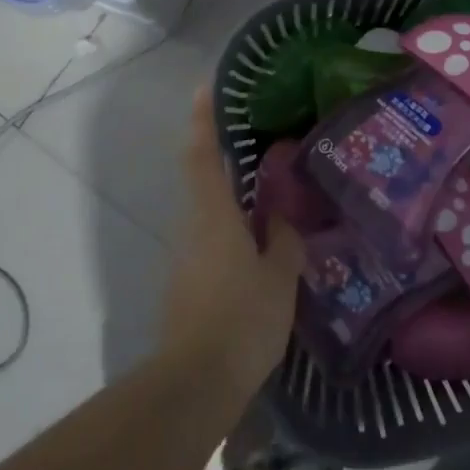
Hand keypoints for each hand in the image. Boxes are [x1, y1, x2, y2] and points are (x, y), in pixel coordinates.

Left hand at [160, 89, 303, 393]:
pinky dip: (232, 225)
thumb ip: (284, 241)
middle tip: (256, 137)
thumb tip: (282, 217)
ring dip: (231, 193)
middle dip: (222, 153)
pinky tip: (260, 238)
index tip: (206, 86)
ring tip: (268, 187)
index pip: (202, 154)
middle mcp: (193, 226)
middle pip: (203, 178)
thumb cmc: (242, 320)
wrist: (195, 383)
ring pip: (209, 210)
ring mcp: (186, 255)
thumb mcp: (279, 278)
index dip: (203, 118)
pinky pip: (211, 237)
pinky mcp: (187, 280)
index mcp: (213, 215)